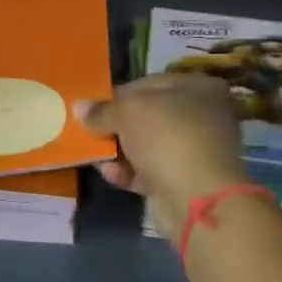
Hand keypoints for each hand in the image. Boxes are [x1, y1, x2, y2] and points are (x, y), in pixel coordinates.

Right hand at [76, 73, 248, 231]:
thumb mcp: (127, 112)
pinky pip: (149, 170)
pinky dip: (129, 172)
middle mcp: (201, 115)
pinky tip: (111, 174)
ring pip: (145, 145)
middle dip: (115, 126)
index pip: (148, 84)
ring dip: (118, 151)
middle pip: (146, 116)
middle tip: (90, 132)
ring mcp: (194, 150)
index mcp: (198, 88)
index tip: (92, 108)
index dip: (117, 95)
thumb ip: (101, 110)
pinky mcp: (184, 179)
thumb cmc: (167, 137)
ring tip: (95, 156)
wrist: (197, 197)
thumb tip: (79, 107)